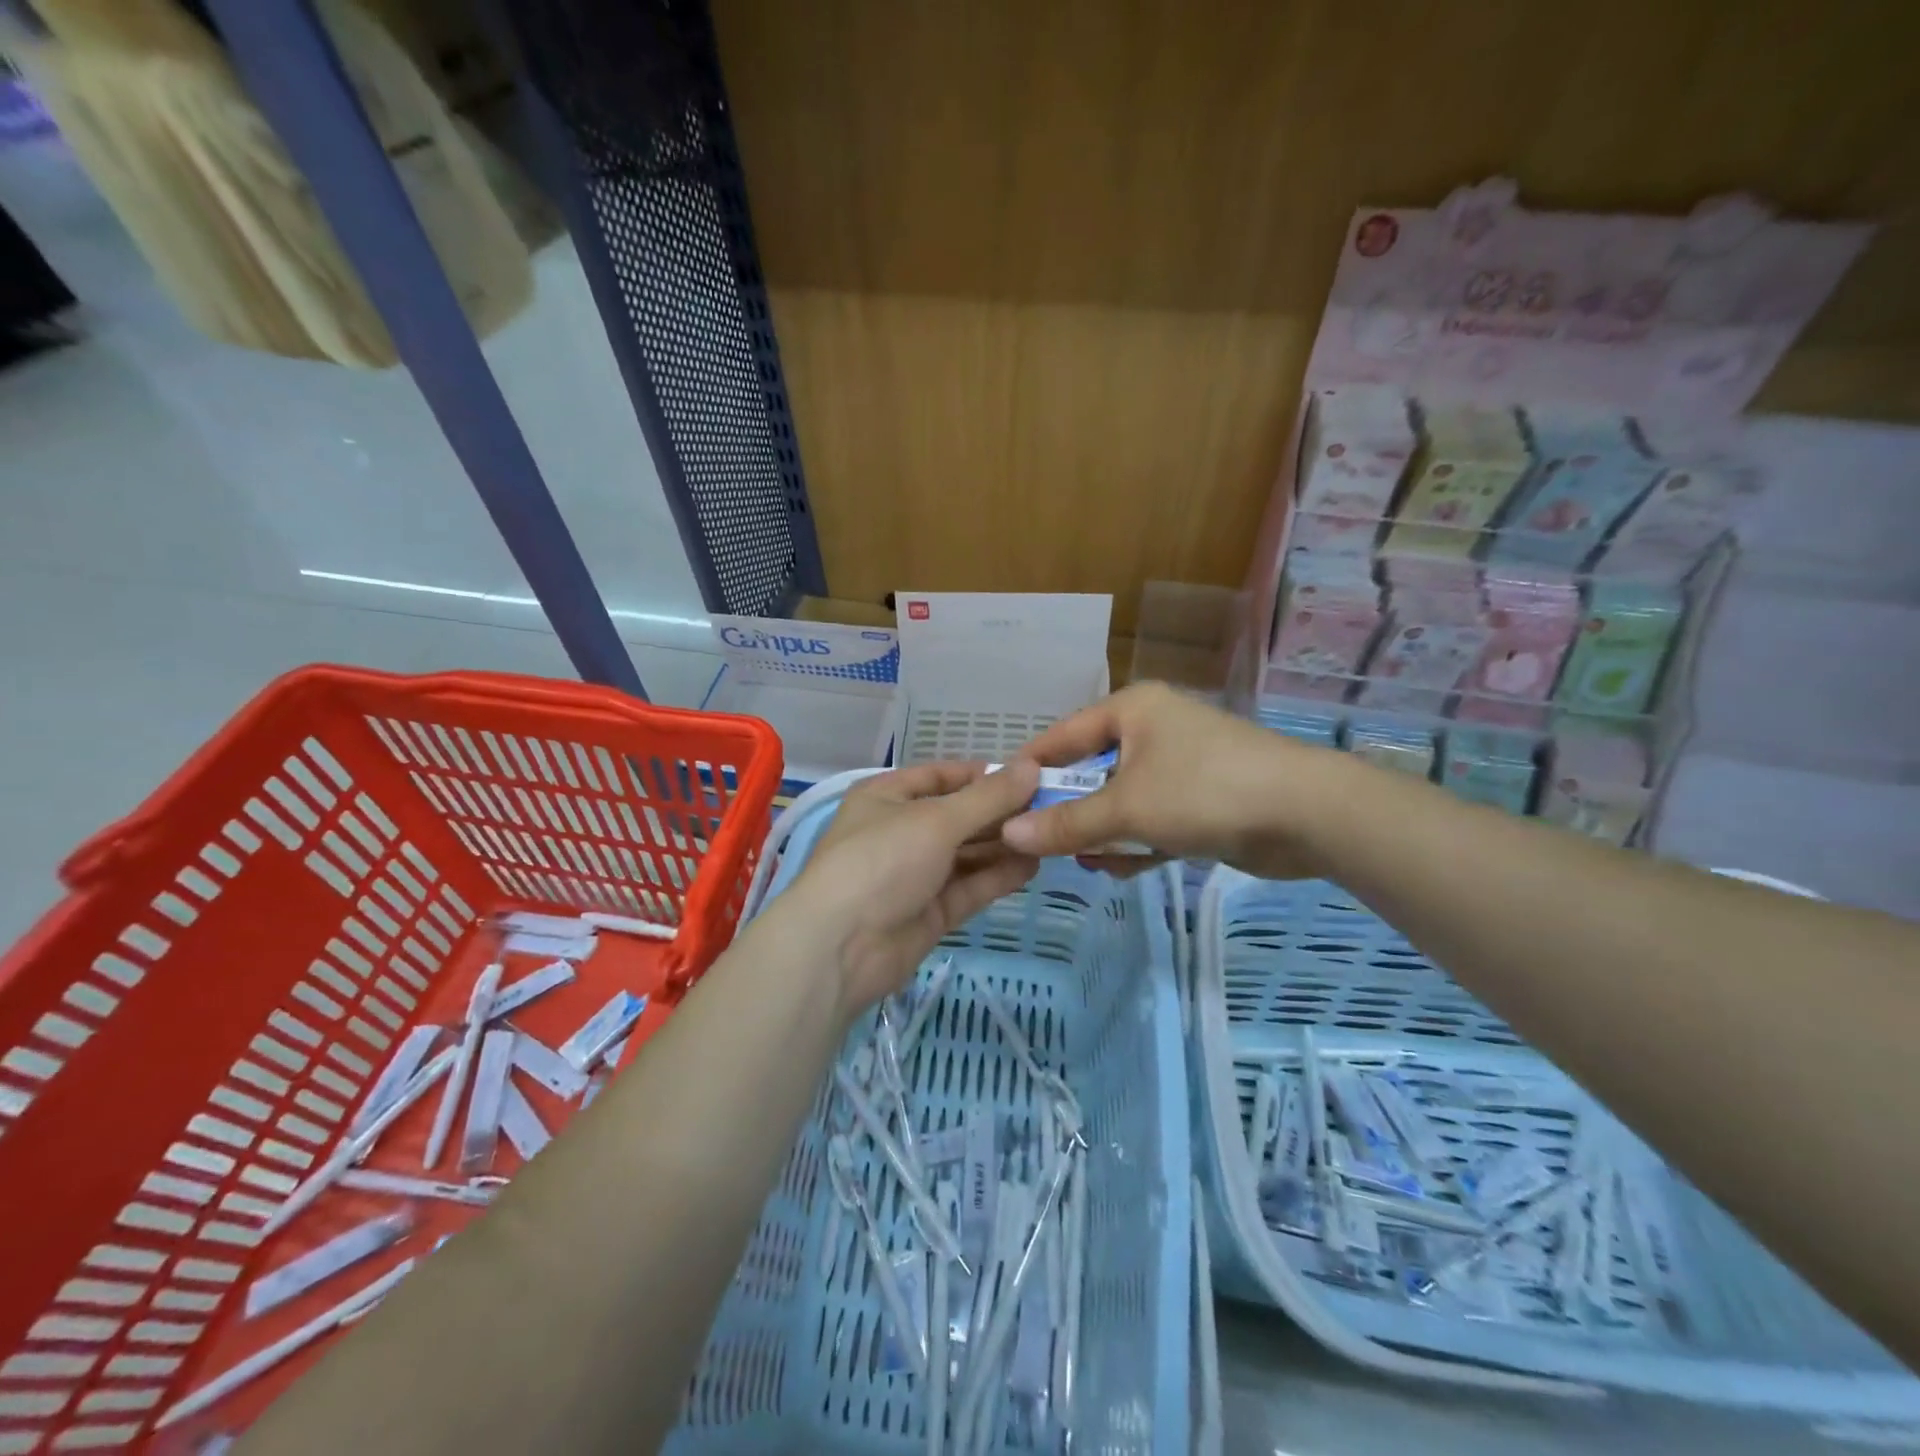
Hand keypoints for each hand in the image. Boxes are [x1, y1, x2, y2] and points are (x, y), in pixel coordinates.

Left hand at [787, 761, 1041, 1011]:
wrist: (841, 947)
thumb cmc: (881, 861)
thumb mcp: (936, 820)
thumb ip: (988, 797)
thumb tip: (1032, 765)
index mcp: (887, 797)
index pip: (940, 776)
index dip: (981, 775)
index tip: (1028, 775)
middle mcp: (901, 831)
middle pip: (958, 815)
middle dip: (1000, 813)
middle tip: (1051, 807)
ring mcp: (916, 874)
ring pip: (967, 853)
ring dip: (1003, 844)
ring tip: (1050, 835)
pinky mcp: (930, 912)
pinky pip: (969, 887)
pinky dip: (997, 877)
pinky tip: (1032, 866)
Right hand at [1001, 682, 1349, 878]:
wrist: (1308, 814)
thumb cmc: (1204, 791)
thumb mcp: (1126, 808)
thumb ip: (1066, 824)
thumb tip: (1008, 834)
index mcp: (1132, 710)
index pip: (1062, 735)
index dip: (1030, 769)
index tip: (998, 801)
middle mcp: (1152, 730)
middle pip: (1090, 771)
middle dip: (1068, 810)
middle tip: (1038, 844)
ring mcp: (1179, 765)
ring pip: (1120, 800)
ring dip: (1101, 832)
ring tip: (1083, 862)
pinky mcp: (1201, 799)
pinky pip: (1151, 819)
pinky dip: (1136, 842)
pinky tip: (1120, 870)